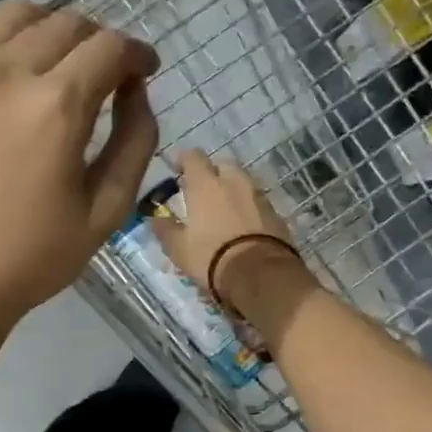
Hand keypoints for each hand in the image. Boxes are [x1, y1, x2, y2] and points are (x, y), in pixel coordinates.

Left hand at [0, 1, 158, 338]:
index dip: (137, 53)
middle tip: (103, 73)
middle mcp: (0, 71)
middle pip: (64, 23)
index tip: (144, 69)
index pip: (109, 47)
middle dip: (97, 42)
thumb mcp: (107, 211)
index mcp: (54, 107)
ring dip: (46, 31)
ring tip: (53, 65)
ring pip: (11, 16)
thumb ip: (136, 141)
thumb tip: (137, 90)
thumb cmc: (30, 259)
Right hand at [152, 149, 299, 301]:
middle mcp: (234, 181)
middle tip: (202, 193)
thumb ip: (165, 229)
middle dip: (212, 174)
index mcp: (206, 184)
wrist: (261, 274)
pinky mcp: (276, 213)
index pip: (193, 156)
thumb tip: (155, 218)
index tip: (177, 171)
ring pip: (242, 183)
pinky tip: (243, 226)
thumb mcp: (179, 248)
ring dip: (232, 190)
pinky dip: (248, 208)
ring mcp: (258, 195)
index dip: (183, 160)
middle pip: (222, 165)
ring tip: (223, 211)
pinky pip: (257, 202)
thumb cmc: (212, 257)